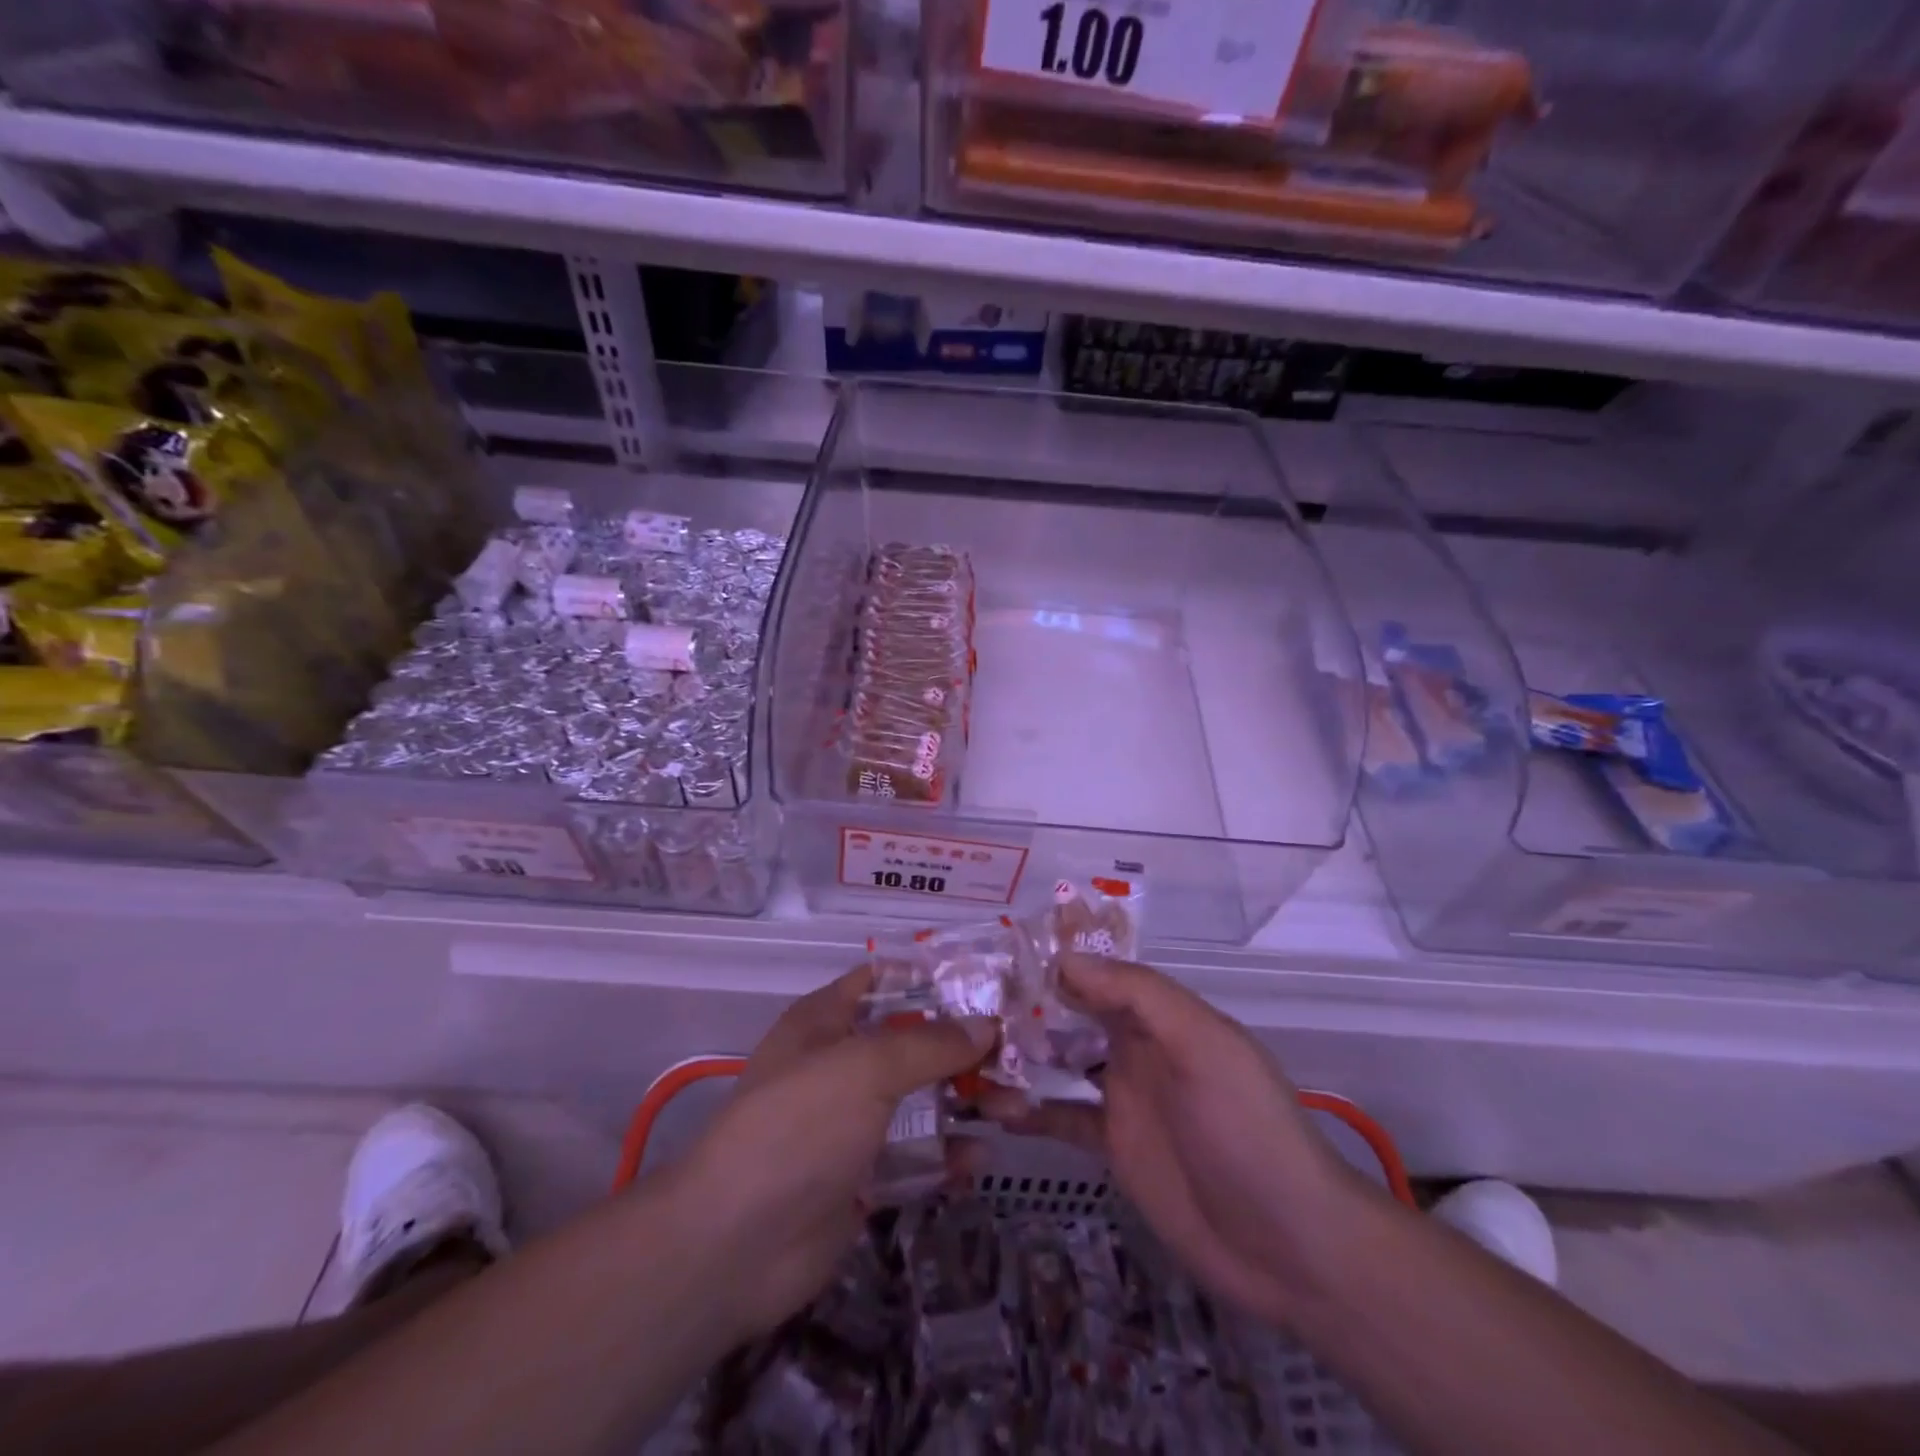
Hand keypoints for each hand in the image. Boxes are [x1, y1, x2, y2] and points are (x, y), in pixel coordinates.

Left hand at [678, 966, 994, 1340]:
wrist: (735, 1246)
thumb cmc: (799, 1126)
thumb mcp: (866, 1067)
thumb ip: (930, 1043)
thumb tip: (986, 1025)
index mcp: (825, 1021)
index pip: (882, 981)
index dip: (932, 978)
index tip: (988, 984)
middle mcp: (838, 1066)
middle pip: (911, 1043)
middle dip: (964, 1048)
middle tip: (1018, 1053)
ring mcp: (849, 1125)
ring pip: (919, 1100)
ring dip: (964, 1101)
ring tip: (1016, 1107)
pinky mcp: (861, 1179)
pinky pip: (914, 1157)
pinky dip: (946, 1155)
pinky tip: (980, 1159)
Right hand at [980, 954, 1366, 1324]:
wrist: (1290, 1246)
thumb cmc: (1247, 1129)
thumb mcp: (1202, 1046)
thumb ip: (1140, 997)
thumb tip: (1066, 959)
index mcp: (1159, 1015)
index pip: (1098, 971)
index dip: (1053, 957)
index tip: (997, 952)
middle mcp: (1136, 1046)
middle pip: (1071, 1012)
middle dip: (1024, 1003)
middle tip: (965, 1002)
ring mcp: (1122, 1096)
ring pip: (1059, 1061)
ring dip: (1019, 1054)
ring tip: (967, 1052)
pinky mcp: (1114, 1146)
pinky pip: (1062, 1118)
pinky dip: (1030, 1111)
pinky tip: (992, 1109)